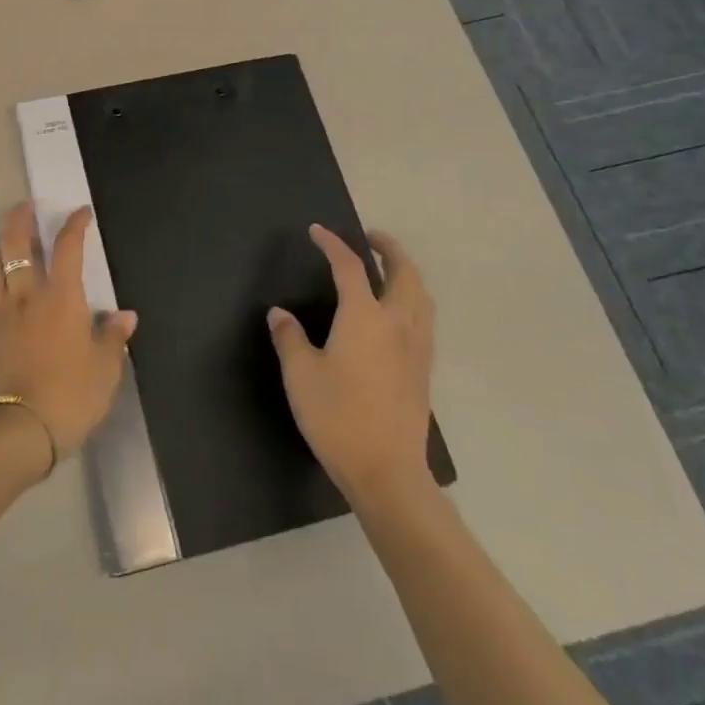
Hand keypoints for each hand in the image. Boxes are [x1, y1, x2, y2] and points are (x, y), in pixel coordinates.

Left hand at [0, 204, 137, 467]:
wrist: (17, 430)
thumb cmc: (70, 395)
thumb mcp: (105, 370)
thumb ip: (113, 339)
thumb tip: (125, 316)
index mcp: (61, 297)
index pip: (68, 247)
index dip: (75, 224)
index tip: (80, 212)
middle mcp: (26, 294)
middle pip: (15, 242)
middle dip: (20, 219)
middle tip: (25, 207)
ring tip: (7, 249)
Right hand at [267, 226, 435, 503]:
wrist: (388, 473)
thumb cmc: (338, 417)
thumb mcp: (300, 375)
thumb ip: (290, 338)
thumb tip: (280, 314)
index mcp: (364, 317)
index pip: (350, 267)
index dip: (333, 244)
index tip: (317, 231)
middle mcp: (397, 324)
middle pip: (404, 273)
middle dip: (389, 249)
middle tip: (370, 238)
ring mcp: (416, 348)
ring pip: (421, 296)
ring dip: (406, 273)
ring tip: (387, 271)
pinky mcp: (424, 372)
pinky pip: (424, 319)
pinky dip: (412, 300)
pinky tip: (396, 316)